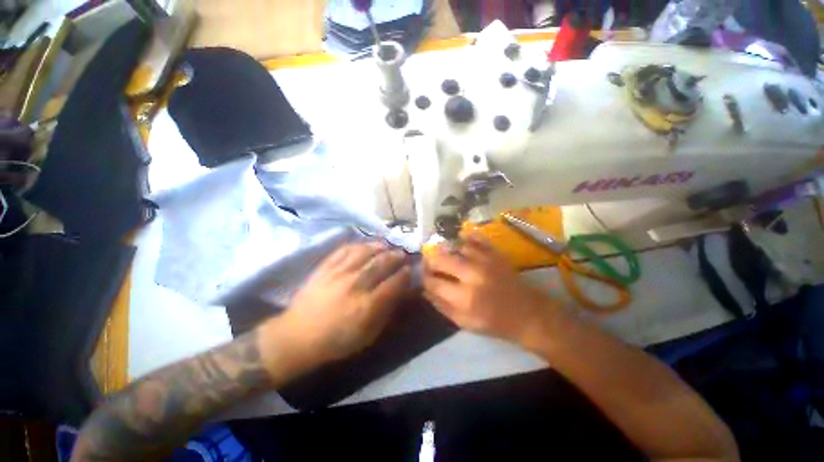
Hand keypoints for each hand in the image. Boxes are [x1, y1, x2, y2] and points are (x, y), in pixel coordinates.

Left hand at [278, 241, 411, 364]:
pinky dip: (358, 245)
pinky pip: (345, 250)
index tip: (410, 269)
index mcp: (367, 305)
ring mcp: (338, 273)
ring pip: (364, 253)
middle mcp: (355, 285)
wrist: (297, 337)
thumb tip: (402, 294)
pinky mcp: (325, 267)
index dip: (405, 274)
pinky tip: (366, 245)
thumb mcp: (368, 335)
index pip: (393, 283)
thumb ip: (386, 312)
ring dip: (379, 247)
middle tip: (402, 254)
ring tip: (387, 246)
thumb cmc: (337, 340)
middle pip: (381, 263)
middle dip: (395, 256)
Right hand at [423, 234, 554, 341]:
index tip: (422, 278)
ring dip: (447, 250)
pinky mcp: (495, 253)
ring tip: (444, 254)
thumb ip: (442, 306)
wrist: (528, 314)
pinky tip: (461, 241)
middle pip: (441, 259)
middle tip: (428, 263)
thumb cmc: (495, 322)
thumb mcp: (465, 323)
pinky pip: (476, 238)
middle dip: (430, 260)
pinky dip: (466, 238)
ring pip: (456, 246)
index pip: (433, 282)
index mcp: (464, 297)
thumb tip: (425, 291)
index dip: (424, 278)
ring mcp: (485, 260)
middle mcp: (472, 274)